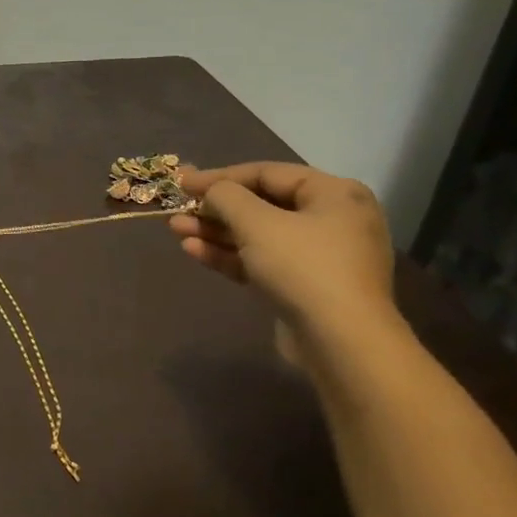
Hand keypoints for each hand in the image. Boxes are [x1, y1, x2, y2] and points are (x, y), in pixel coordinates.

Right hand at [169, 162, 398, 351]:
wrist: (341, 343)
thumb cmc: (302, 267)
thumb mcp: (256, 222)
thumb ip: (225, 196)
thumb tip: (211, 191)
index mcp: (334, 194)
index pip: (266, 173)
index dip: (219, 176)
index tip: (181, 182)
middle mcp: (332, 220)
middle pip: (261, 205)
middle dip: (215, 208)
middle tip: (177, 207)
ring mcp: (319, 256)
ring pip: (257, 235)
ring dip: (215, 231)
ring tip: (176, 229)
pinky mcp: (305, 287)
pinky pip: (262, 260)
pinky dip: (229, 255)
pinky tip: (193, 250)